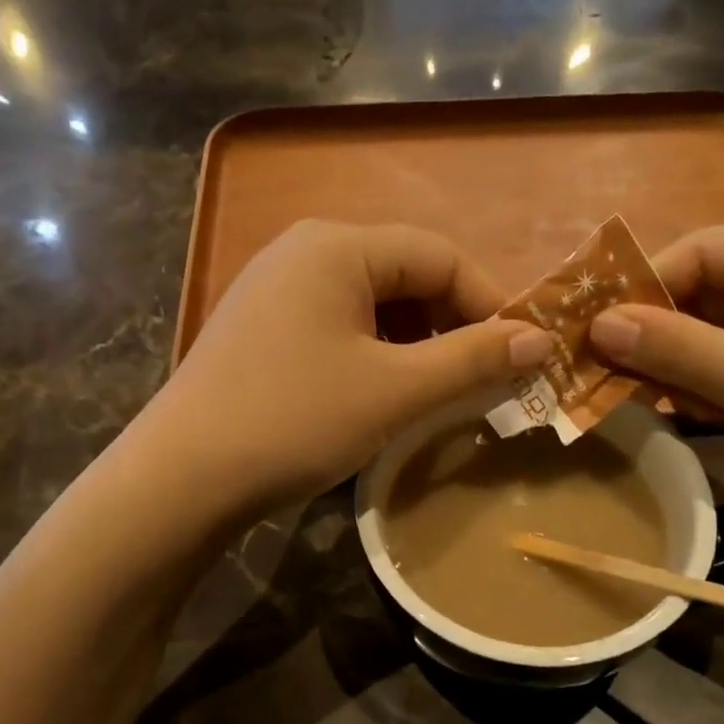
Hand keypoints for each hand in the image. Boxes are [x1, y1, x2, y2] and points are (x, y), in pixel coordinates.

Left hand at [150, 221, 553, 507]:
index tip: (519, 357)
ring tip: (433, 393)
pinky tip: (379, 394)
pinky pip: (336, 325)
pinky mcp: (260, 327)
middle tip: (477, 381)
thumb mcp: (394, 391)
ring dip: (414, 344)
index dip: (489, 303)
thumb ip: (471, 359)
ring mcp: (274, 288)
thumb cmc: (295, 420)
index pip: (440, 255)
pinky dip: (373, 354)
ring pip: (371, 304)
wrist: (182, 477)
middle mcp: (303, 250)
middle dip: (450, 325)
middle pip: (405, 274)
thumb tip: (540, 339)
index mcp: (337, 246)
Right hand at [589, 227, 723, 561]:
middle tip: (594, 365)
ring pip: (717, 335)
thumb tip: (599, 324)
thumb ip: (685, 352)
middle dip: (654, 328)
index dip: (646, 282)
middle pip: (711, 291)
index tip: (590, 326)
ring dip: (671, 363)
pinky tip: (666, 412)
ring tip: (621, 393)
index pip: (712, 249)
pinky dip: (698, 388)